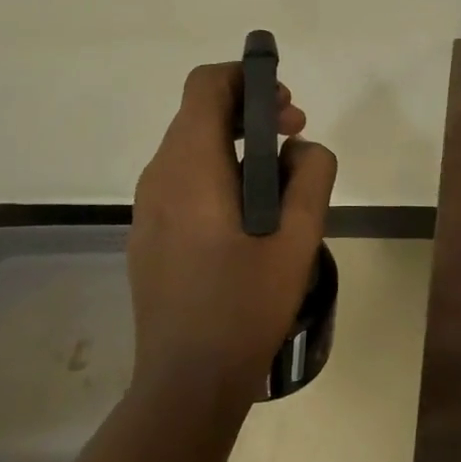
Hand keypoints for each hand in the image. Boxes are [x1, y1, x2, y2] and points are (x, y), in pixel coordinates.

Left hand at [129, 64, 337, 393]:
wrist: (187, 383)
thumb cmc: (245, 304)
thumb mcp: (299, 236)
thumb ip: (311, 174)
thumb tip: (301, 149)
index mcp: (189, 167)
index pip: (206, 85)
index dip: (247, 78)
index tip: (286, 105)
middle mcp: (159, 177)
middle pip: (200, 113)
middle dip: (253, 113)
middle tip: (296, 138)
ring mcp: (149, 208)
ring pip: (194, 149)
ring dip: (240, 146)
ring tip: (283, 183)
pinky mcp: (150, 235)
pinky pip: (186, 182)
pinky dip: (221, 174)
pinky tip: (251, 218)